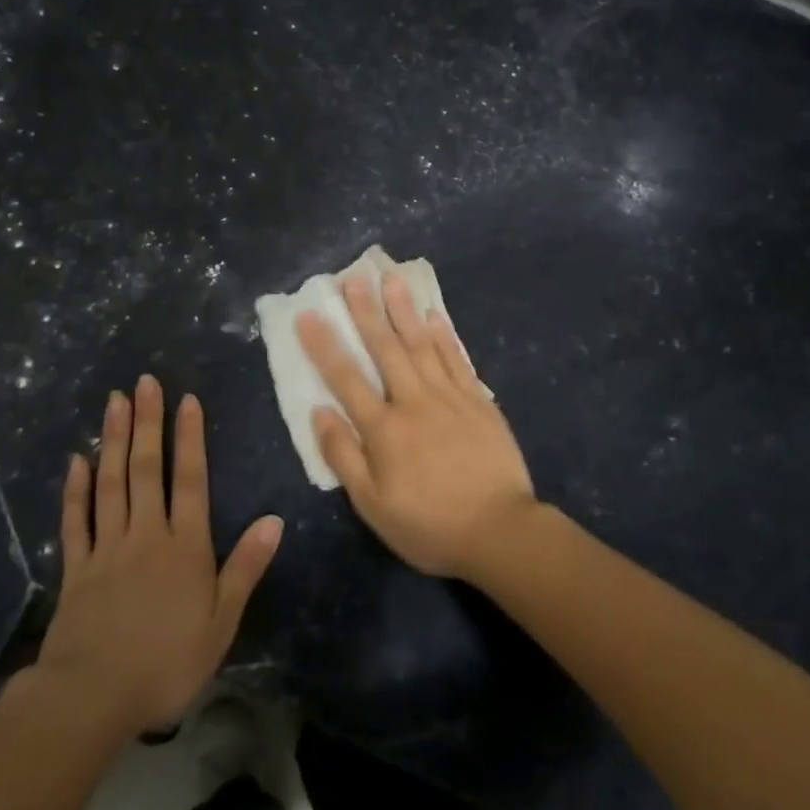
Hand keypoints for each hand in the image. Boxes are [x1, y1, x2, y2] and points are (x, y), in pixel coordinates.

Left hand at [36, 376, 281, 735]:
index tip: (186, 400)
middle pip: (146, 469)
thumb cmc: (167, 662)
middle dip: (146, 422)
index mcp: (185, 545)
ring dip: (112, 441)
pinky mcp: (76, 569)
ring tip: (113, 403)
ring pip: (111, 484)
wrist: (92, 698)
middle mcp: (146, 534)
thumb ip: (245, 567)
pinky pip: (76, 521)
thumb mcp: (221, 622)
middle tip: (143, 382)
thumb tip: (274, 520)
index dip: (189, 437)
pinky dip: (76, 489)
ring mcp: (107, 548)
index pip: (190, 479)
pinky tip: (77, 461)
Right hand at [296, 274, 538, 578]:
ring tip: (392, 280)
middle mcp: (414, 401)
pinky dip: (445, 336)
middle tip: (354, 277)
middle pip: (385, 349)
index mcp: (384, 429)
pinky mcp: (479, 402)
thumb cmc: (430, 525)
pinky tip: (435, 315)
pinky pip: (458, 360)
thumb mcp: (374, 506)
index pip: (346, 378)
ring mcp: (450, 397)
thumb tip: (319, 411)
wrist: (500, 531)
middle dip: (367, 311)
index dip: (324, 345)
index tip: (309, 314)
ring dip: (405, 310)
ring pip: (422, 344)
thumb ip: (344, 456)